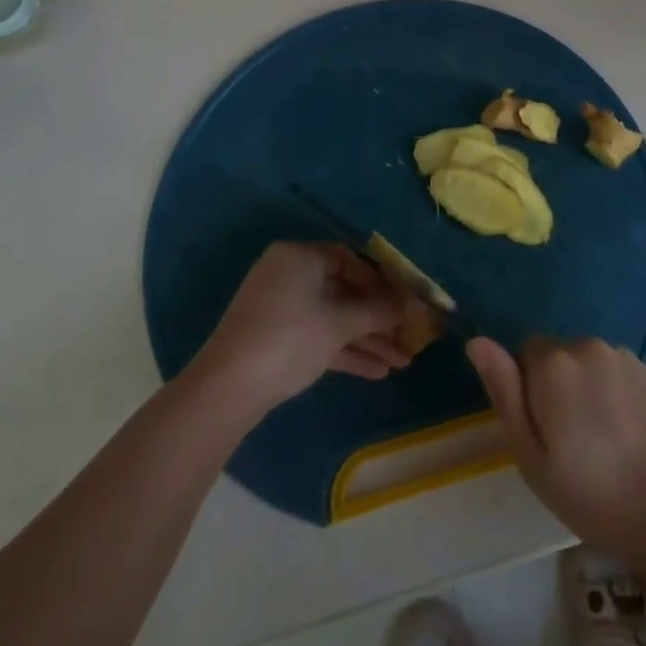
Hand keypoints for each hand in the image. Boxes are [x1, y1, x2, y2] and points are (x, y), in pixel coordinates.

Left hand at [194, 242, 411, 413]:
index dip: (383, 281)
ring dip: (368, 339)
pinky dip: (346, 350)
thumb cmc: (290, 338)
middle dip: (380, 318)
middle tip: (410, 336)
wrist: (227, 388)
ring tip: (403, 362)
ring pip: (334, 317)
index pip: (351, 259)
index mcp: (300, 256)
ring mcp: (282, 307)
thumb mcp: (340, 323)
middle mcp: (290, 274)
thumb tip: (417, 305)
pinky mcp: (277, 337)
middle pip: (345, 291)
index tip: (407, 302)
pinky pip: (319, 335)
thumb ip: (381, 311)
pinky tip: (378, 371)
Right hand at [468, 335, 645, 570]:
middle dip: (557, 389)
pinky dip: (617, 398)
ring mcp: (626, 357)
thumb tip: (477, 342)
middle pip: (557, 357)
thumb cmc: (600, 495)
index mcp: (554, 363)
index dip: (528, 391)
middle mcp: (588, 346)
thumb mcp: (535, 458)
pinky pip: (618, 376)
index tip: (544, 432)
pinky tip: (631, 440)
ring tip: (605, 447)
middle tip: (572, 446)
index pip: (524, 354)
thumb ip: (505, 393)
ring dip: (588, 392)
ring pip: (589, 366)